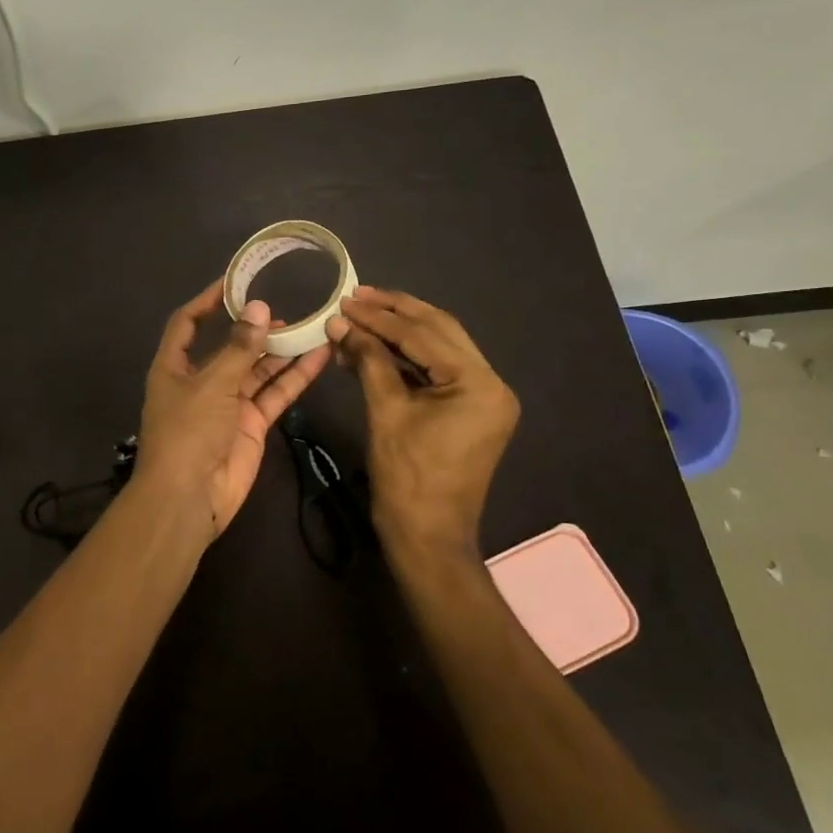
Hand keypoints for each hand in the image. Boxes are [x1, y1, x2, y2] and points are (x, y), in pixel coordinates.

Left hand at [135, 280, 331, 539]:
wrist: (189, 498)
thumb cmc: (188, 432)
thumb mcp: (211, 384)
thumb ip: (239, 347)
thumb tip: (259, 307)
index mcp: (174, 366)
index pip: (187, 324)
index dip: (207, 301)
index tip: (234, 281)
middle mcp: (201, 381)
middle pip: (230, 346)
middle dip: (256, 328)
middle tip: (288, 307)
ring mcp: (227, 404)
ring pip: (257, 369)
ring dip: (282, 350)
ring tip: (312, 325)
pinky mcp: (251, 424)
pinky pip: (274, 394)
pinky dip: (294, 377)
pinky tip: (318, 356)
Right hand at [327, 286, 518, 563]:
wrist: (427, 537)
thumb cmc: (407, 477)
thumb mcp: (385, 411)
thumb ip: (368, 360)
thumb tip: (341, 323)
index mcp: (479, 384)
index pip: (424, 335)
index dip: (380, 316)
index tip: (345, 299)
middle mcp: (491, 383)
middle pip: (439, 331)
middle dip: (395, 312)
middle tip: (356, 295)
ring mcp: (484, 397)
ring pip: (439, 347)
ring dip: (399, 332)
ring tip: (359, 315)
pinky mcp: (470, 410)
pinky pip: (436, 370)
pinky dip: (405, 357)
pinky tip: (373, 347)